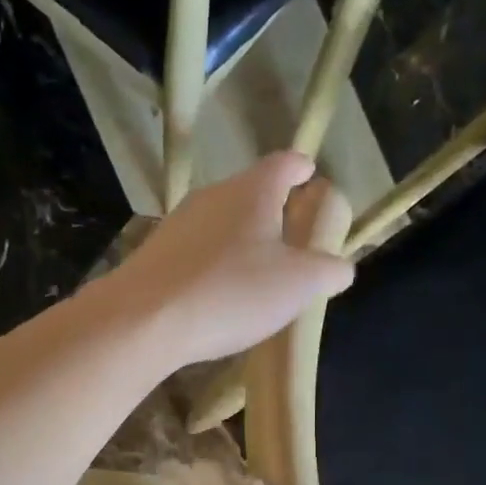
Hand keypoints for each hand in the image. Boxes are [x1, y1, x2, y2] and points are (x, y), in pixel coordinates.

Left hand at [111, 153, 353, 366]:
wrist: (144, 320)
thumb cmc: (231, 293)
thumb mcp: (297, 285)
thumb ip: (327, 271)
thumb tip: (342, 267)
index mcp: (252, 191)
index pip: (284, 164)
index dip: (301, 168)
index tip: (310, 173)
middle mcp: (212, 196)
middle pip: (248, 192)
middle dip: (270, 208)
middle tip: (288, 232)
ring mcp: (177, 224)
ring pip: (218, 221)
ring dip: (238, 238)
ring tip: (253, 267)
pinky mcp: (153, 255)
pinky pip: (194, 251)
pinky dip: (211, 263)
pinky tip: (215, 291)